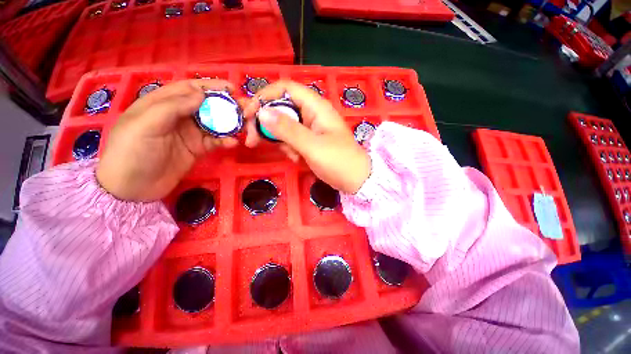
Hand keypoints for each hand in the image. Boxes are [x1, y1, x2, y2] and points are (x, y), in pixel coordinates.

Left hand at [96, 79, 237, 201]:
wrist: (133, 188)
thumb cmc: (132, 151)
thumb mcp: (146, 124)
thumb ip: (173, 106)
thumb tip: (202, 95)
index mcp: (163, 103)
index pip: (190, 89)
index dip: (211, 87)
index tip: (232, 89)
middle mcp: (179, 116)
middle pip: (207, 106)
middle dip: (226, 106)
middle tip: (245, 109)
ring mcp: (190, 133)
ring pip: (215, 123)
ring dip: (231, 124)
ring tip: (246, 126)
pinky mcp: (198, 149)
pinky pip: (216, 141)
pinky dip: (226, 141)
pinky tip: (233, 143)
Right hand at [243, 81, 370, 193]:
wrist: (355, 180)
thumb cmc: (339, 161)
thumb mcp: (312, 146)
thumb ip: (288, 129)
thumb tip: (261, 112)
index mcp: (316, 107)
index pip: (285, 89)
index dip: (264, 97)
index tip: (248, 115)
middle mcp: (312, 113)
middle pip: (280, 108)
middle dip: (266, 124)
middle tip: (252, 141)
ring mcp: (310, 128)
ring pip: (283, 127)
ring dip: (281, 142)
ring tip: (294, 157)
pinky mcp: (309, 141)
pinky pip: (291, 140)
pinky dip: (290, 150)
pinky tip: (299, 160)